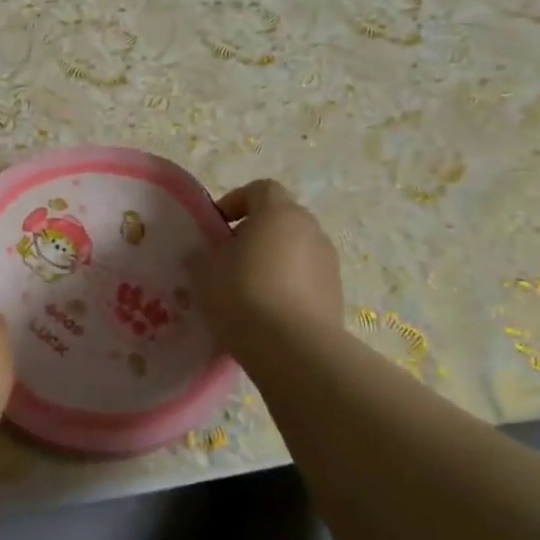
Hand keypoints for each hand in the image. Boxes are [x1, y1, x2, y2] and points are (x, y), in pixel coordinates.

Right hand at [189, 180, 344, 355]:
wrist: (294, 350)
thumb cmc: (243, 295)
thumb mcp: (204, 272)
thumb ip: (202, 255)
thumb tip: (204, 255)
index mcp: (278, 212)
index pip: (260, 189)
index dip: (235, 202)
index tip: (216, 227)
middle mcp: (310, 230)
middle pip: (280, 220)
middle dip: (254, 234)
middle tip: (228, 259)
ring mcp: (329, 264)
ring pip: (294, 251)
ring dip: (273, 262)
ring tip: (247, 291)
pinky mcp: (337, 296)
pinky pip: (306, 280)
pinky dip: (288, 287)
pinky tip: (267, 313)